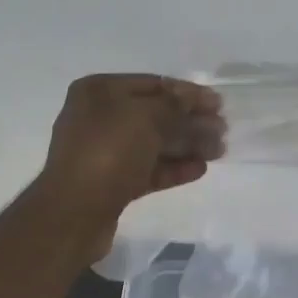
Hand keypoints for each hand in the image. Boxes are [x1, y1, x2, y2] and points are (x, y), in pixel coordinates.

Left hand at [35, 74, 223, 256]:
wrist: (74, 213)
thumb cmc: (107, 153)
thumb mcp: (145, 118)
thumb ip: (175, 106)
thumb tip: (195, 99)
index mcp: (99, 92)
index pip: (153, 84)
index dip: (188, 93)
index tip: (218, 104)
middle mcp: (99, 118)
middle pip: (155, 115)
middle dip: (190, 121)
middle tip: (223, 131)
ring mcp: (104, 152)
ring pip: (153, 144)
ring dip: (187, 145)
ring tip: (218, 151)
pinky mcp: (112, 183)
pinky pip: (148, 169)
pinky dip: (173, 168)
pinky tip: (199, 169)